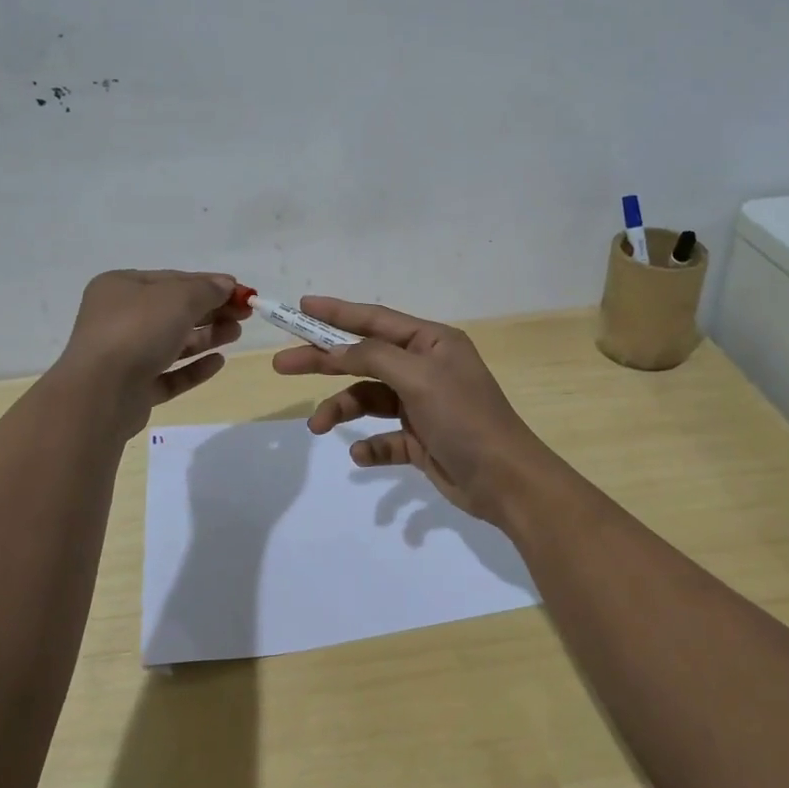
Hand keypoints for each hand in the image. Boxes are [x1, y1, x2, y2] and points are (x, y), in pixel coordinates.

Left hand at [54, 270, 246, 438]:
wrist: (100, 393)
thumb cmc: (137, 331)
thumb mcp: (178, 298)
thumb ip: (206, 290)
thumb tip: (226, 285)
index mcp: (121, 287)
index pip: (172, 280)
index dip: (208, 284)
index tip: (241, 292)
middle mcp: (118, 318)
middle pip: (173, 311)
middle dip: (210, 311)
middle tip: (244, 315)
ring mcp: (123, 355)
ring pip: (172, 343)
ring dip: (206, 337)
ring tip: (235, 335)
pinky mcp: (132, 388)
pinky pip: (168, 374)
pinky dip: (193, 367)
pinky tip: (218, 363)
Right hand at [271, 297, 557, 526]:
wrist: (505, 481)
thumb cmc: (465, 418)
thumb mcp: (419, 378)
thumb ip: (373, 357)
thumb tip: (334, 349)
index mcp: (431, 343)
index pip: (375, 319)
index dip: (336, 312)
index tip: (301, 306)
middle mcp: (425, 368)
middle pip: (364, 358)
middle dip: (324, 361)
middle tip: (283, 365)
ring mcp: (422, 405)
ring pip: (369, 399)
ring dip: (342, 409)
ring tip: (317, 426)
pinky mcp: (420, 439)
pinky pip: (384, 437)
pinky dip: (370, 444)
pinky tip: (362, 453)